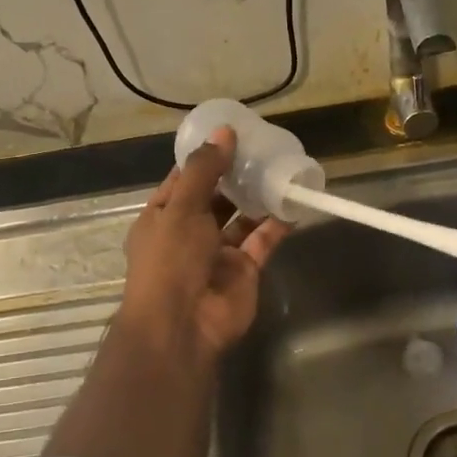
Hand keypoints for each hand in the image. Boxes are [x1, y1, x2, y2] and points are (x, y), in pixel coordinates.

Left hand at [113, 126, 291, 376]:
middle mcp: (189, 233)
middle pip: (215, 197)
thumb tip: (224, 131)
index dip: (205, 158)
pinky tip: (293, 200)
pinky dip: (276, 223)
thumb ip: (204, 170)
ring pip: (241, 218)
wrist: (182, 326)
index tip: (230, 135)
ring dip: (257, 197)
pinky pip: (262, 240)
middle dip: (235, 175)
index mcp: (162, 217)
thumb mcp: (181, 207)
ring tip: (280, 168)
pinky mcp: (243, 270)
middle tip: (263, 147)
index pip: (184, 180)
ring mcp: (217, 253)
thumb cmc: (170, 260)